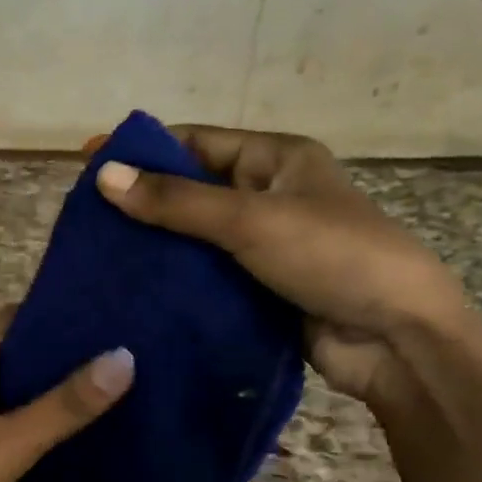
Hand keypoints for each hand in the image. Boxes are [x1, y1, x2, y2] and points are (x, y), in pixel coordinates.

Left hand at [0, 308, 133, 481]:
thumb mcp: (2, 445)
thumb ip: (62, 407)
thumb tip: (123, 357)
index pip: (11, 320)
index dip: (57, 316)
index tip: (111, 319)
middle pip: (12, 357)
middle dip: (61, 360)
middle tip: (123, 359)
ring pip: (7, 396)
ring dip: (48, 398)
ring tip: (111, 394)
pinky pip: (0, 428)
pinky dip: (32, 429)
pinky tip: (74, 440)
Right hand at [94, 125, 466, 406]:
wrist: (396, 339)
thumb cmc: (332, 257)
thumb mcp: (250, 220)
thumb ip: (177, 202)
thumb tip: (104, 176)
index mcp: (277, 160)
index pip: (197, 143)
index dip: (144, 151)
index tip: (89, 163)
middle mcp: (269, 196)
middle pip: (193, 190)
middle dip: (144, 202)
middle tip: (85, 218)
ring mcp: (265, 246)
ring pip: (197, 238)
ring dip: (157, 246)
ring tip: (99, 256)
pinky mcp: (260, 289)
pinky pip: (208, 276)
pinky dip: (176, 281)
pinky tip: (134, 291)